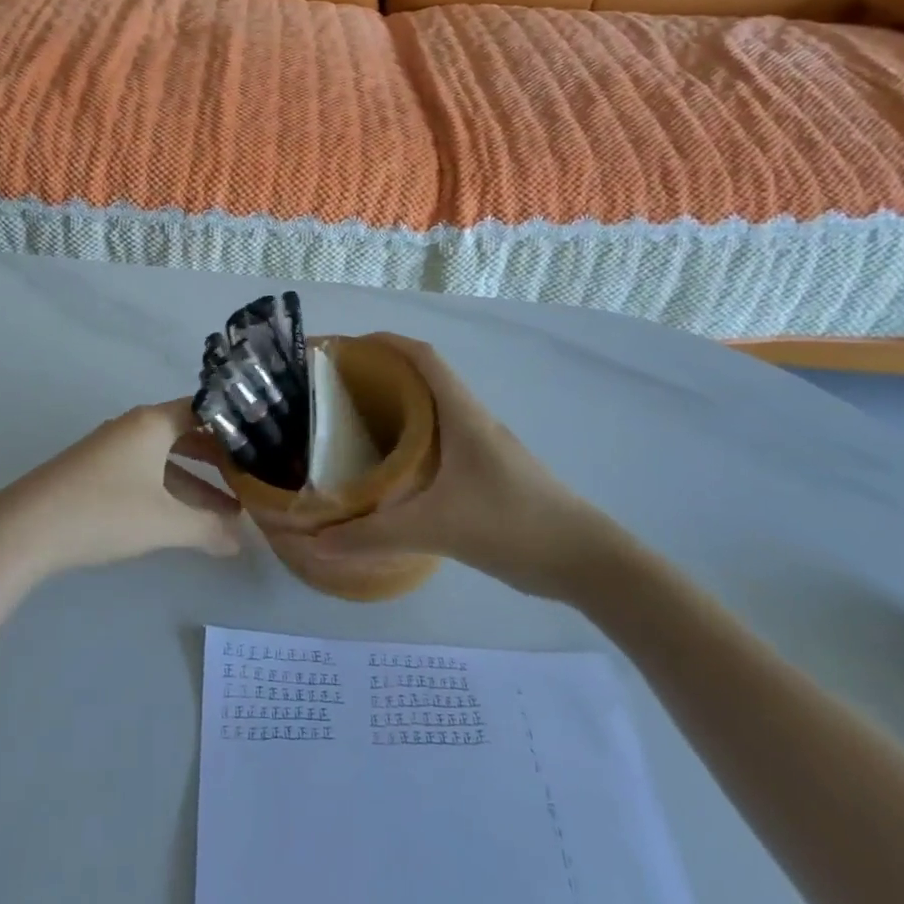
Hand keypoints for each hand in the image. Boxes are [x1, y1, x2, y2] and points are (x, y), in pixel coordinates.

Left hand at [0, 401, 242, 577]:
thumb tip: (242, 540)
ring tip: (230, 512)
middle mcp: (134, 427)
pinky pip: (146, 473)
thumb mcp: (164, 523)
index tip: (264, 445)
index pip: (205, 410)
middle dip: (220, 461)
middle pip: (187, 435)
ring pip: (167, 460)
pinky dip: (170, 491)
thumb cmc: (103, 512)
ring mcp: (112, 449)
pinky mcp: (97, 473)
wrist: (25, 529)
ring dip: (196, 483)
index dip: (235, 427)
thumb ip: (208, 528)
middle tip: (254, 480)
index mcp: (152, 423)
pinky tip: (186, 520)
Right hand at [283, 335, 619, 600]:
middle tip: (336, 391)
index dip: (385, 342)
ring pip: (433, 412)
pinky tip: (392, 469)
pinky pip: (441, 441)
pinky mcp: (488, 473)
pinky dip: (412, 440)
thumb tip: (316, 542)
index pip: (423, 357)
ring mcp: (483, 448)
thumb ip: (374, 535)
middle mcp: (473, 421)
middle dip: (381, 375)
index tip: (346, 347)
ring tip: (354, 425)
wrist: (587, 561)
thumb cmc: (513, 525)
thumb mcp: (436, 528)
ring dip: (397, 408)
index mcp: (463, 414)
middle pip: (424, 379)